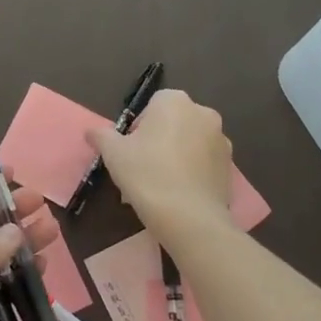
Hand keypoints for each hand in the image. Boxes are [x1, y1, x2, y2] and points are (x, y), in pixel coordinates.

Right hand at [88, 89, 234, 249]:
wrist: (190, 219)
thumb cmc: (147, 175)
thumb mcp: (113, 153)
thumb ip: (101, 136)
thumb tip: (91, 131)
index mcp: (175, 102)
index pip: (152, 105)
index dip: (138, 127)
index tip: (131, 149)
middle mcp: (203, 113)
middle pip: (173, 122)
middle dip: (159, 140)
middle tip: (142, 167)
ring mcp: (221, 140)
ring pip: (190, 143)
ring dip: (176, 155)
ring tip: (160, 185)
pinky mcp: (230, 167)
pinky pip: (204, 163)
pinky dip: (192, 172)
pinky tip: (178, 194)